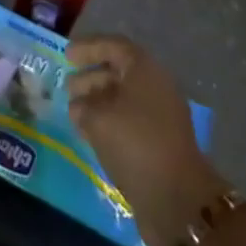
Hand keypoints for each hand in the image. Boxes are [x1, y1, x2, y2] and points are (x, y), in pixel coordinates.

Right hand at [67, 34, 229, 245]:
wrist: (178, 199)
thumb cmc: (135, 143)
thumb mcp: (99, 119)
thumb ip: (83, 107)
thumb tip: (78, 106)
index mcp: (145, 69)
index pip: (113, 46)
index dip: (88, 48)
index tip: (67, 56)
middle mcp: (155, 86)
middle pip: (119, 72)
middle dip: (91, 78)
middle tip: (67, 87)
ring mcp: (161, 117)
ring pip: (123, 100)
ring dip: (98, 103)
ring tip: (74, 114)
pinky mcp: (160, 144)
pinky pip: (129, 122)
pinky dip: (109, 124)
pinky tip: (90, 135)